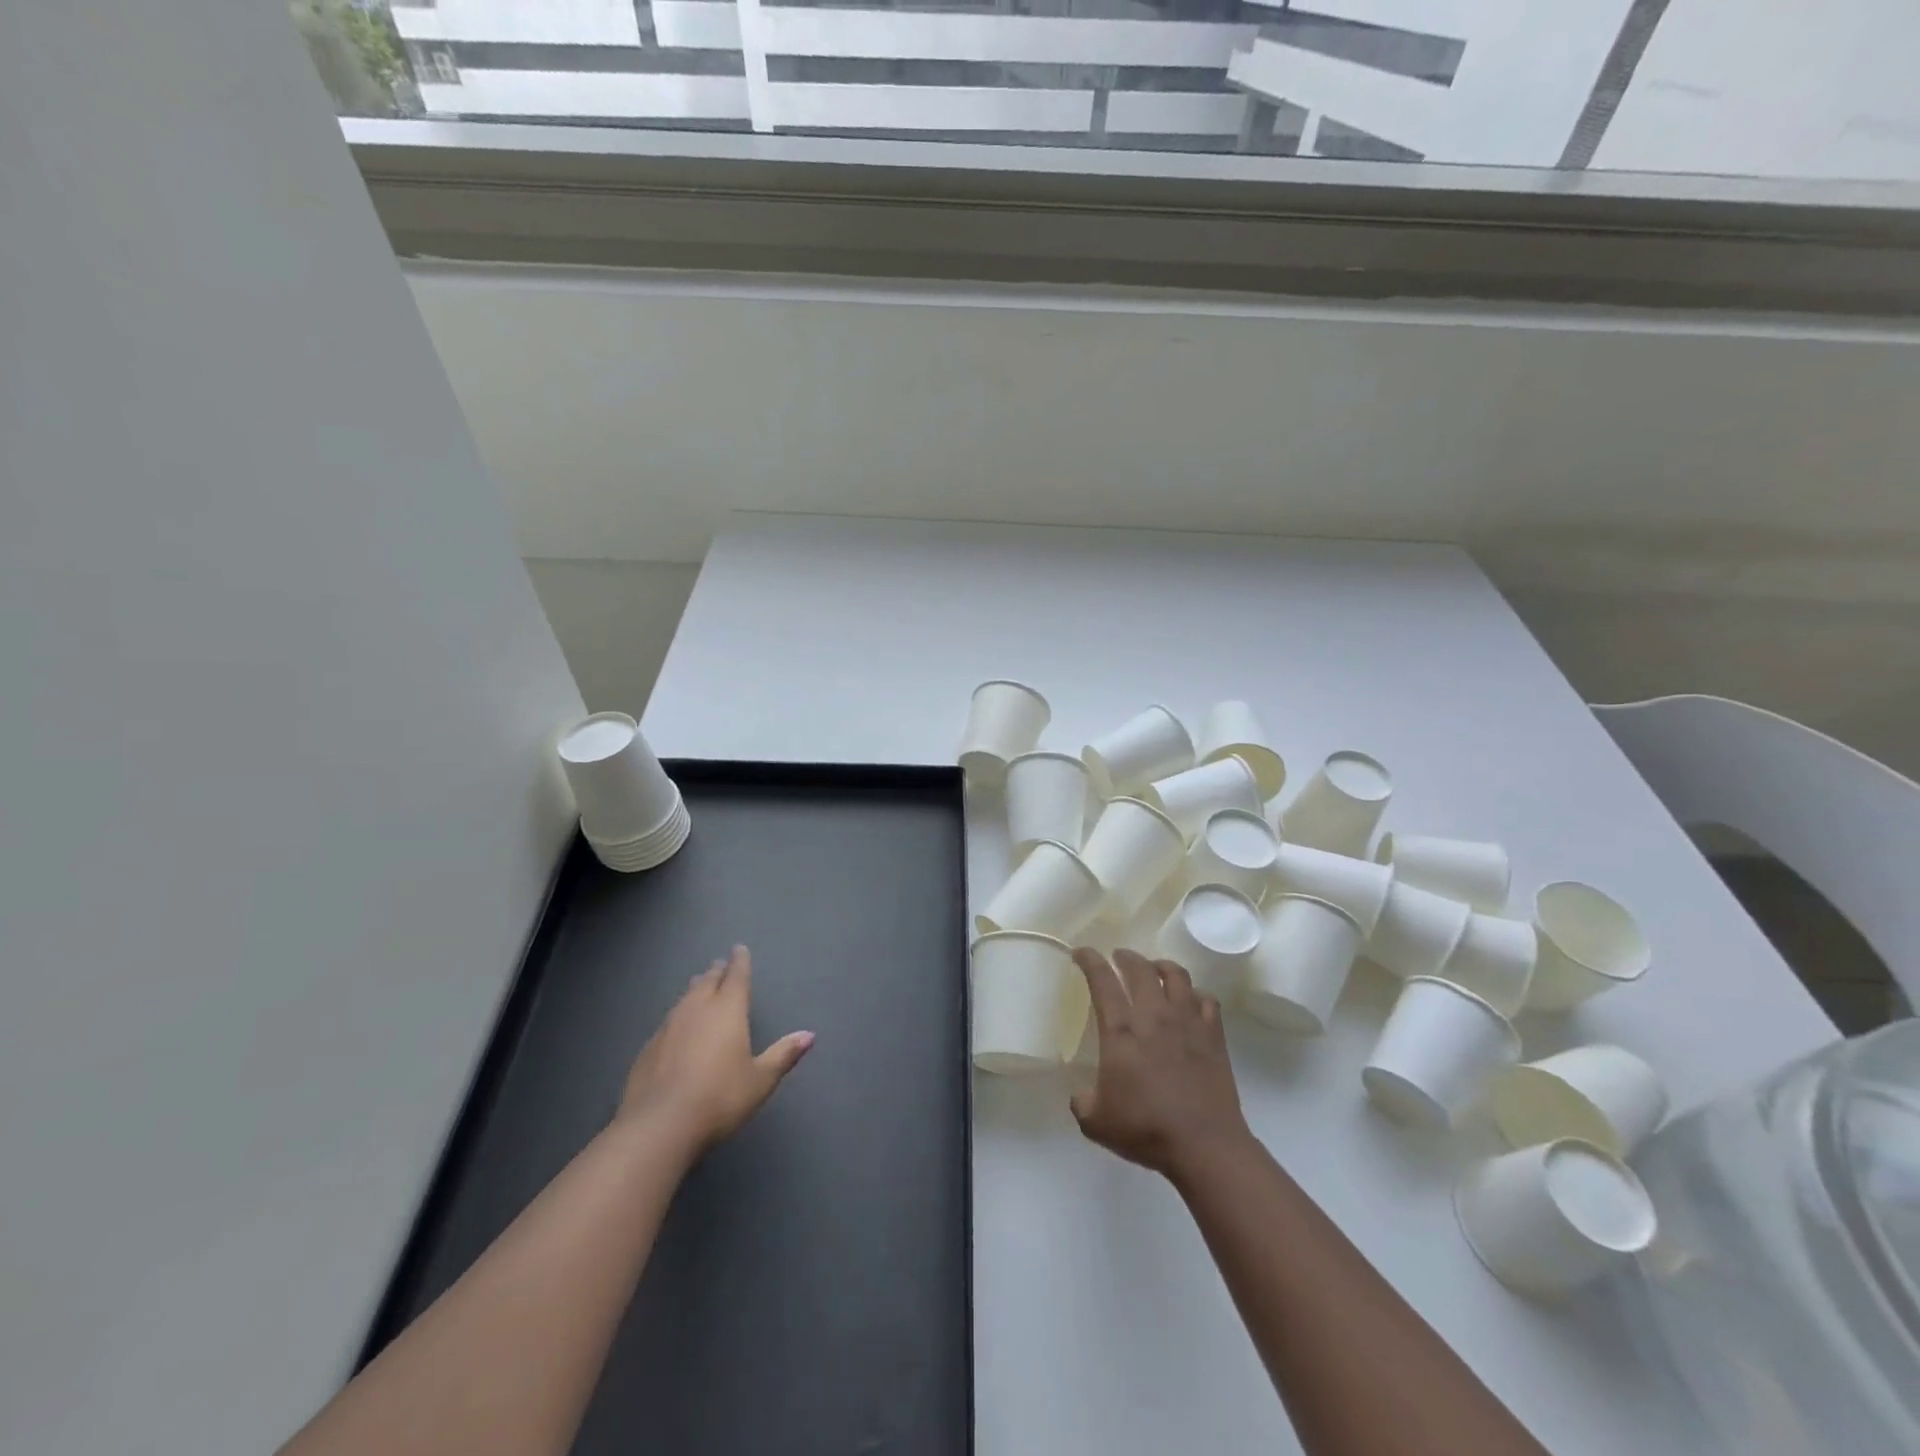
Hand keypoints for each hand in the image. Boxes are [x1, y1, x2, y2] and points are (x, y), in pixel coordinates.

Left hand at [618, 945, 812, 1153]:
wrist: (659, 1126)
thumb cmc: (720, 1098)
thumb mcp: (760, 1080)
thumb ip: (783, 1055)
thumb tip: (809, 1035)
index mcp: (727, 1010)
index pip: (736, 976)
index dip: (739, 962)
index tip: (739, 949)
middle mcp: (697, 1010)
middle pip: (707, 982)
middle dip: (716, 972)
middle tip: (719, 965)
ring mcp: (668, 1027)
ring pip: (684, 999)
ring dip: (694, 990)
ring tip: (698, 985)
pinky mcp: (648, 1049)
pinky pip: (667, 1021)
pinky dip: (677, 1016)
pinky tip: (675, 1028)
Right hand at [1070, 947, 1252, 1181]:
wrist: (1205, 1145)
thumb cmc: (1146, 1129)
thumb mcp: (1097, 1122)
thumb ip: (1082, 1102)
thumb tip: (1081, 1093)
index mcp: (1121, 1030)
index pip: (1102, 980)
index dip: (1090, 960)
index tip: (1081, 953)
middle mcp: (1154, 1015)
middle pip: (1140, 968)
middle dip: (1126, 957)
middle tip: (1118, 957)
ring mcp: (1187, 1021)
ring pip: (1176, 975)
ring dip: (1161, 966)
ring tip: (1154, 969)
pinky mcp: (1213, 1035)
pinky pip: (1206, 999)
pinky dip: (1195, 994)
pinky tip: (1190, 1001)